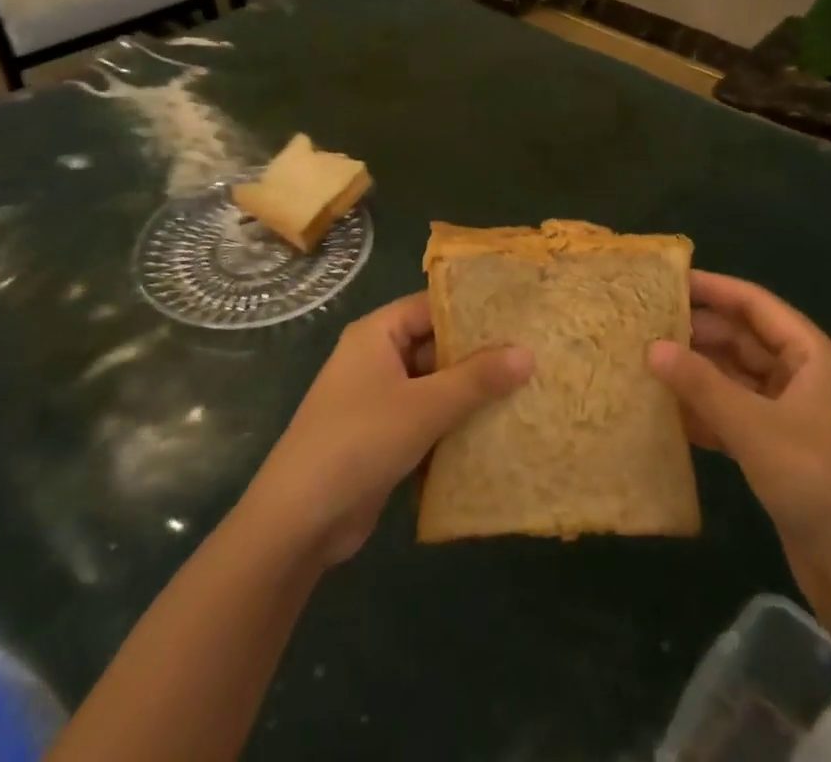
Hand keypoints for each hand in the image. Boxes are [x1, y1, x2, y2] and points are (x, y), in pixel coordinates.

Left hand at [240, 292, 531, 567]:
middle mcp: (377, 358)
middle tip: (533, 356)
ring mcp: (379, 400)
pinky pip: (427, 418)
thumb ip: (476, 379)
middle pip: (436, 346)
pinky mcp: (383, 437)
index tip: (520, 316)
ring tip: (526, 391)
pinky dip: (454, 424)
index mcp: (378, 334)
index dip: (474, 311)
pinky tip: (496, 431)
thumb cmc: (358, 442)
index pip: (433, 306)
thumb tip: (528, 352)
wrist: (297, 523)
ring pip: (435, 386)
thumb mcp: (424, 406)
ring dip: (471, 394)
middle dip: (479, 356)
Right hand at [648, 271, 830, 590]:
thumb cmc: (818, 484)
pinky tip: (667, 413)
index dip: (714, 288)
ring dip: (697, 373)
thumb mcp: (756, 429)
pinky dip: (705, 411)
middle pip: (743, 339)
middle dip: (698, 332)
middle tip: (644, 325)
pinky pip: (735, 414)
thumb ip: (702, 386)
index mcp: (811, 357)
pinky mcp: (778, 450)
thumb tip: (652, 347)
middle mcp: (801, 377)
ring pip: (735, 378)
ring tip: (647, 363)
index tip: (667, 280)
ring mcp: (790, 415)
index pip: (756, 305)